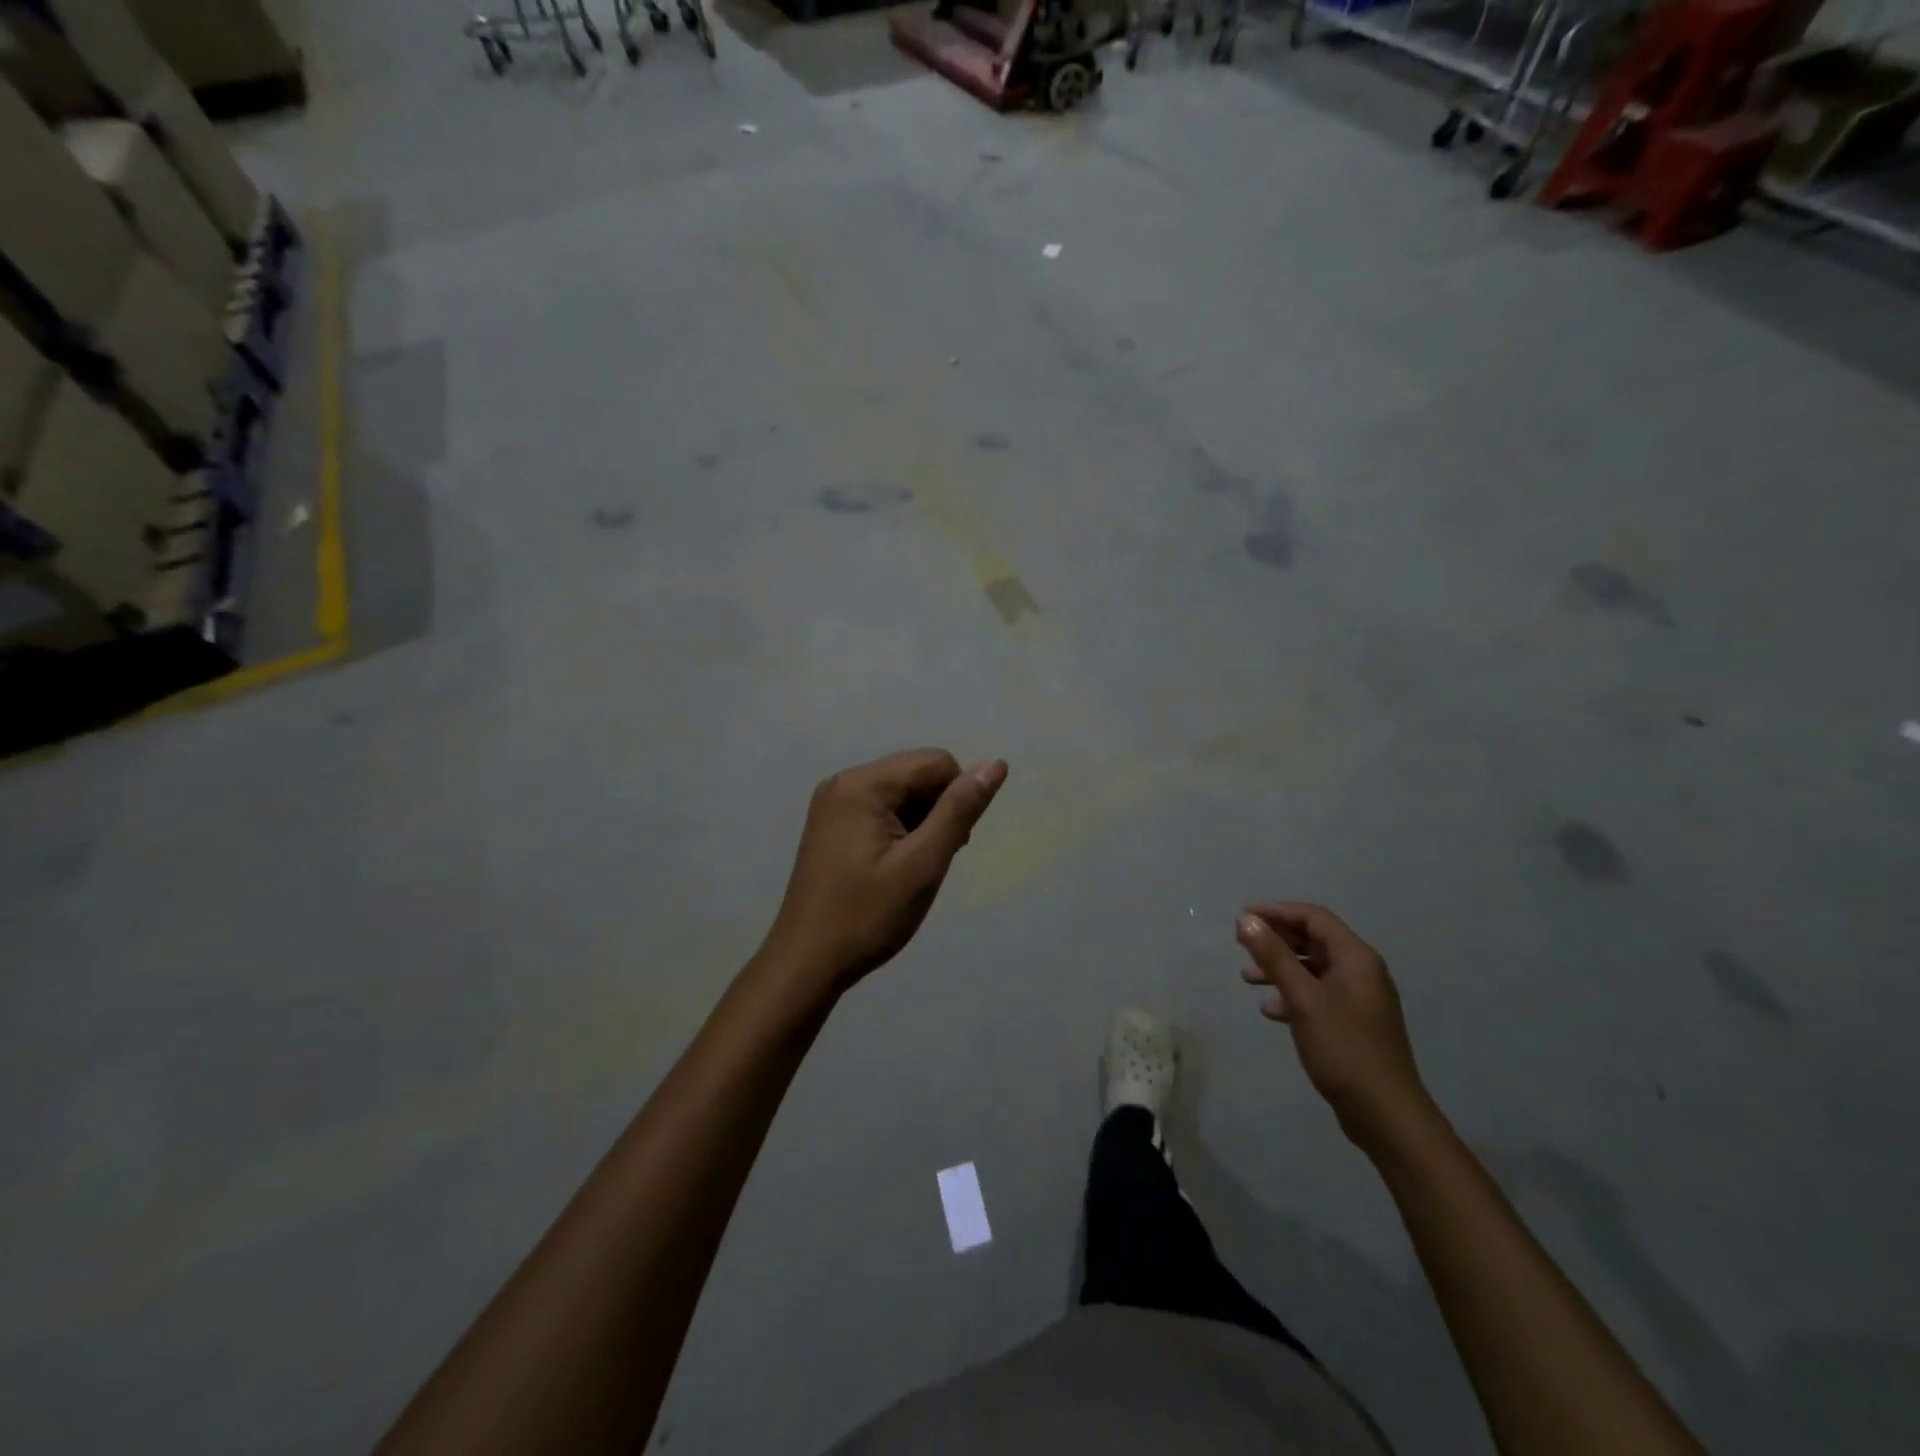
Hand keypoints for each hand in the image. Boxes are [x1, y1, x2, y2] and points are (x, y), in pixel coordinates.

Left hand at [757, 749, 1007, 995]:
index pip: (936, 762)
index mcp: (863, 784)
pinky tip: (893, 867)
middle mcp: (844, 782)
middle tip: (929, 861)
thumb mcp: (922, 864)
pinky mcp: (831, 824)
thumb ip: (959, 810)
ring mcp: (833, 803)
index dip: (956, 799)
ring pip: (901, 792)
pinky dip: (899, 830)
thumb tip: (995, 764)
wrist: (807, 963)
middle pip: (917, 773)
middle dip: (937, 810)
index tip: (949, 846)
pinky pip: (880, 808)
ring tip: (911, 868)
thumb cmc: (867, 916)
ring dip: (920, 822)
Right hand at [1237, 903, 1432, 1149]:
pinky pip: (1318, 995)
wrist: (1385, 1113)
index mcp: (1356, 958)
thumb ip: (1274, 956)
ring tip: (1248, 977)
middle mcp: (1361, 972)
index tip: (1243, 918)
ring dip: (1281, 967)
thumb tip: (1246, 919)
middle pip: (1314, 940)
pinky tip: (1270, 1010)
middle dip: (1277, 939)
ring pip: (1313, 969)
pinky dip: (1292, 994)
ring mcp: (1359, 999)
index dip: (1277, 912)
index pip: (1314, 918)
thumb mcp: (1302, 998)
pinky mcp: (1353, 1024)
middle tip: (1241, 943)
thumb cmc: (1343, 1048)